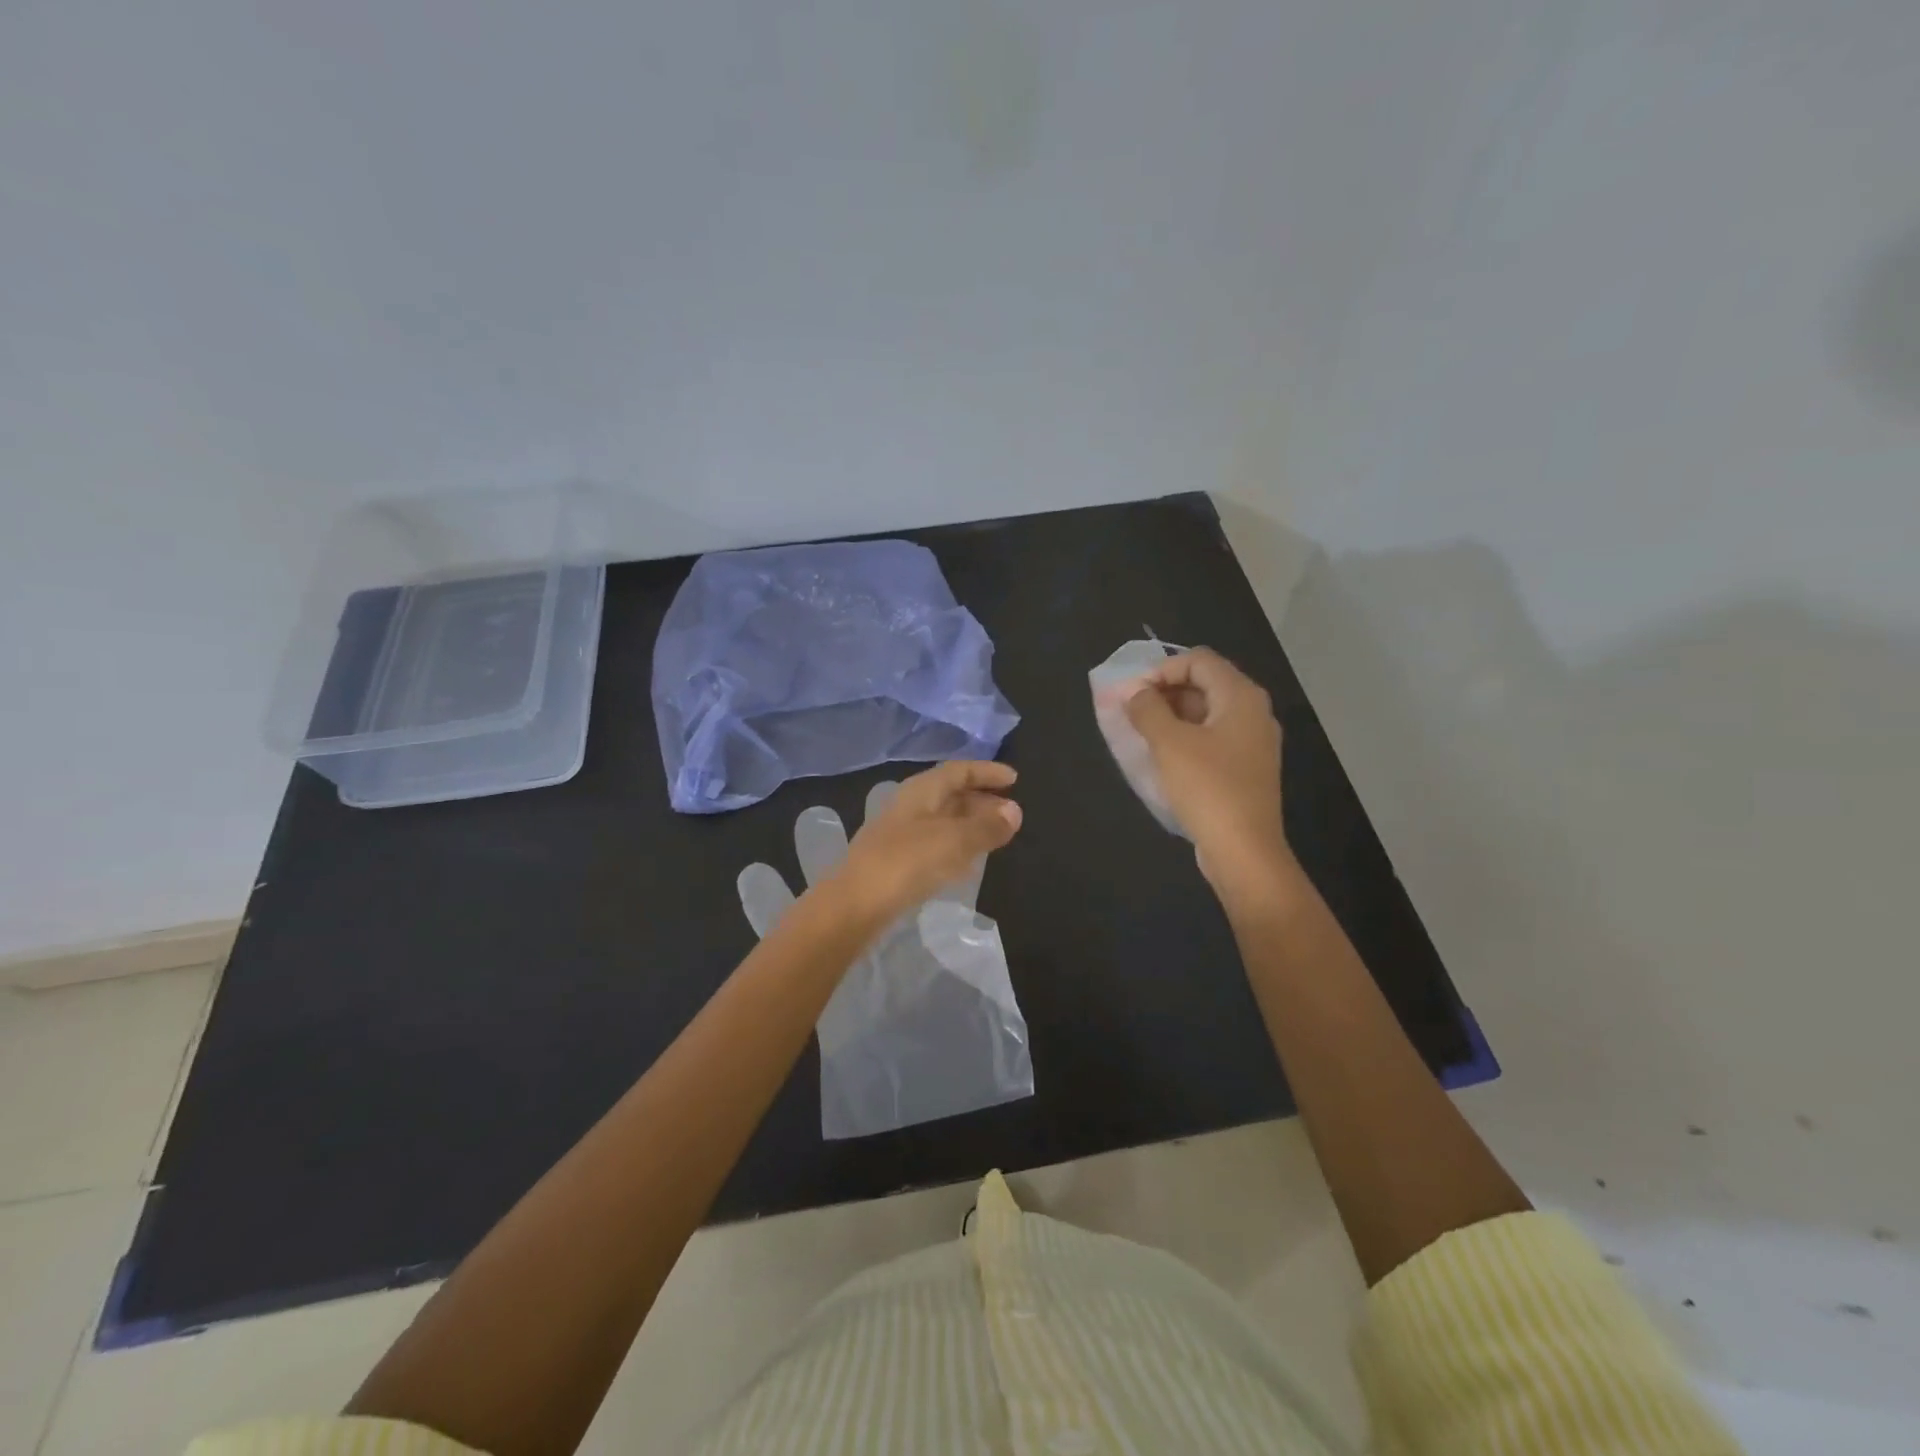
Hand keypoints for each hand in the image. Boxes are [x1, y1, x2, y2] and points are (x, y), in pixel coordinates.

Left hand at [830, 760, 1022, 925]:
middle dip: (982, 799)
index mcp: (922, 791)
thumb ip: (986, 827)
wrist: (855, 905)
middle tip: (1011, 812)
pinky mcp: (897, 860)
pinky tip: (968, 862)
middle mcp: (910, 805)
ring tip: (997, 835)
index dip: (987, 772)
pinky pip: (935, 842)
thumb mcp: (954, 842)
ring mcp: (900, 833)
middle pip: (951, 793)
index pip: (959, 770)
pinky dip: (956, 845)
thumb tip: (1015, 811)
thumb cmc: (907, 862)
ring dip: (970, 823)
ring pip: (943, 819)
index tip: (1015, 779)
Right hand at [1122, 649, 1294, 903]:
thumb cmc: (1207, 788)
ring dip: (1172, 717)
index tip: (1132, 695)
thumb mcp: (1168, 743)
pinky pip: (1212, 739)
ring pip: (1207, 713)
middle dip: (1164, 693)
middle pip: (1204, 683)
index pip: (1198, 660)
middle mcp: (1253, 712)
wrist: (1244, 851)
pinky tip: (1163, 759)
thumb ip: (1147, 709)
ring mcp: (1253, 742)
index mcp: (1241, 697)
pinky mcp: (1246, 768)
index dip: (1161, 670)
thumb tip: (1135, 692)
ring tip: (1141, 736)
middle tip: (1132, 714)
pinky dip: (1186, 739)